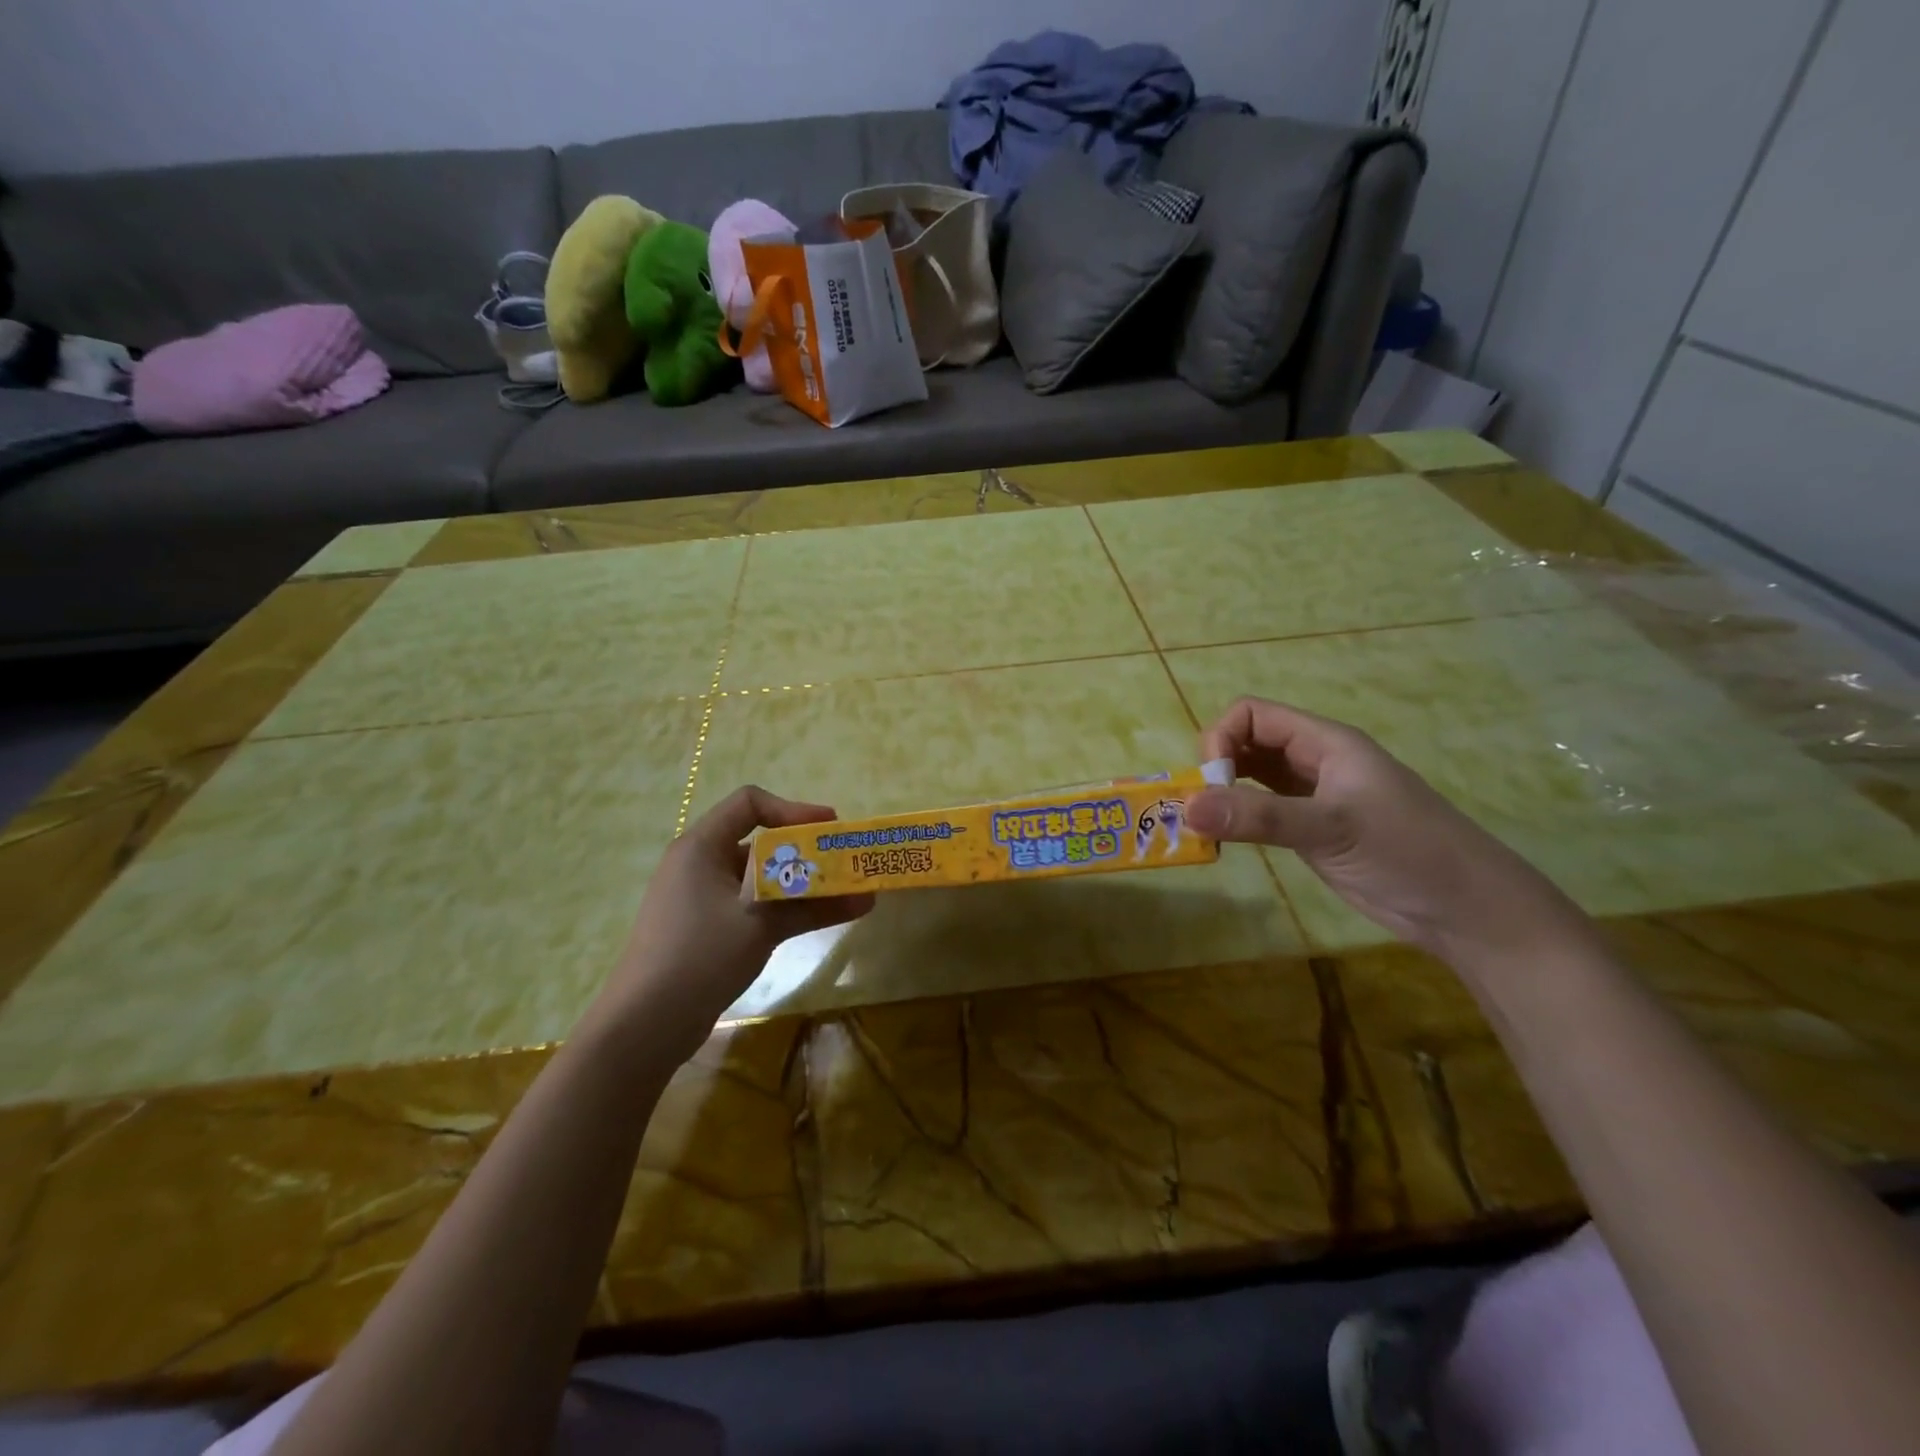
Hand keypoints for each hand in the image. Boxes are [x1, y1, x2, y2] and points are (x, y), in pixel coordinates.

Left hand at [591, 786, 873, 1061]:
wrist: (643, 1026)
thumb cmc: (701, 956)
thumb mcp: (762, 925)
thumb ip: (815, 906)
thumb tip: (868, 898)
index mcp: (701, 846)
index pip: (750, 803)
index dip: (793, 809)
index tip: (831, 828)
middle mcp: (698, 862)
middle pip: (758, 840)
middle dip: (804, 850)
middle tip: (842, 863)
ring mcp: (698, 896)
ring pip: (757, 876)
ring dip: (797, 882)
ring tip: (839, 895)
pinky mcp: (703, 926)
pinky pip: (749, 902)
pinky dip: (780, 906)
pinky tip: (811, 921)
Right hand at [1186, 698, 1593, 969]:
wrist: (1467, 910)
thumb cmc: (1408, 853)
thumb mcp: (1331, 828)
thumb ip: (1259, 816)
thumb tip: (1186, 806)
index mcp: (1325, 742)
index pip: (1252, 715)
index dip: (1221, 739)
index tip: (1211, 784)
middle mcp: (1314, 761)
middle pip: (1247, 743)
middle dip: (1216, 768)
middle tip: (1199, 811)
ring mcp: (1312, 796)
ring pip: (1251, 778)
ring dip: (1223, 794)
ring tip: (1203, 826)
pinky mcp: (1311, 830)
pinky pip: (1261, 810)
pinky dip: (1237, 818)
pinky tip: (1226, 839)